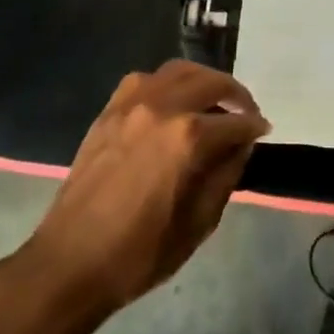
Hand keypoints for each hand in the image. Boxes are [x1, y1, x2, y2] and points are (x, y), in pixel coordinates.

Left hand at [20, 60, 268, 317]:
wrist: (70, 262)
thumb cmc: (139, 253)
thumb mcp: (198, 224)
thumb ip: (226, 176)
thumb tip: (240, 146)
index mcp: (187, 139)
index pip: (235, 123)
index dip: (255, 127)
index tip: (264, 132)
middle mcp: (162, 108)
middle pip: (211, 82)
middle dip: (236, 96)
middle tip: (247, 113)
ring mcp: (131, 104)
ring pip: (179, 71)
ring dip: (203, 80)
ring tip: (214, 100)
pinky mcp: (109, 110)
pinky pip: (146, 80)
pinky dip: (168, 83)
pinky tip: (173, 103)